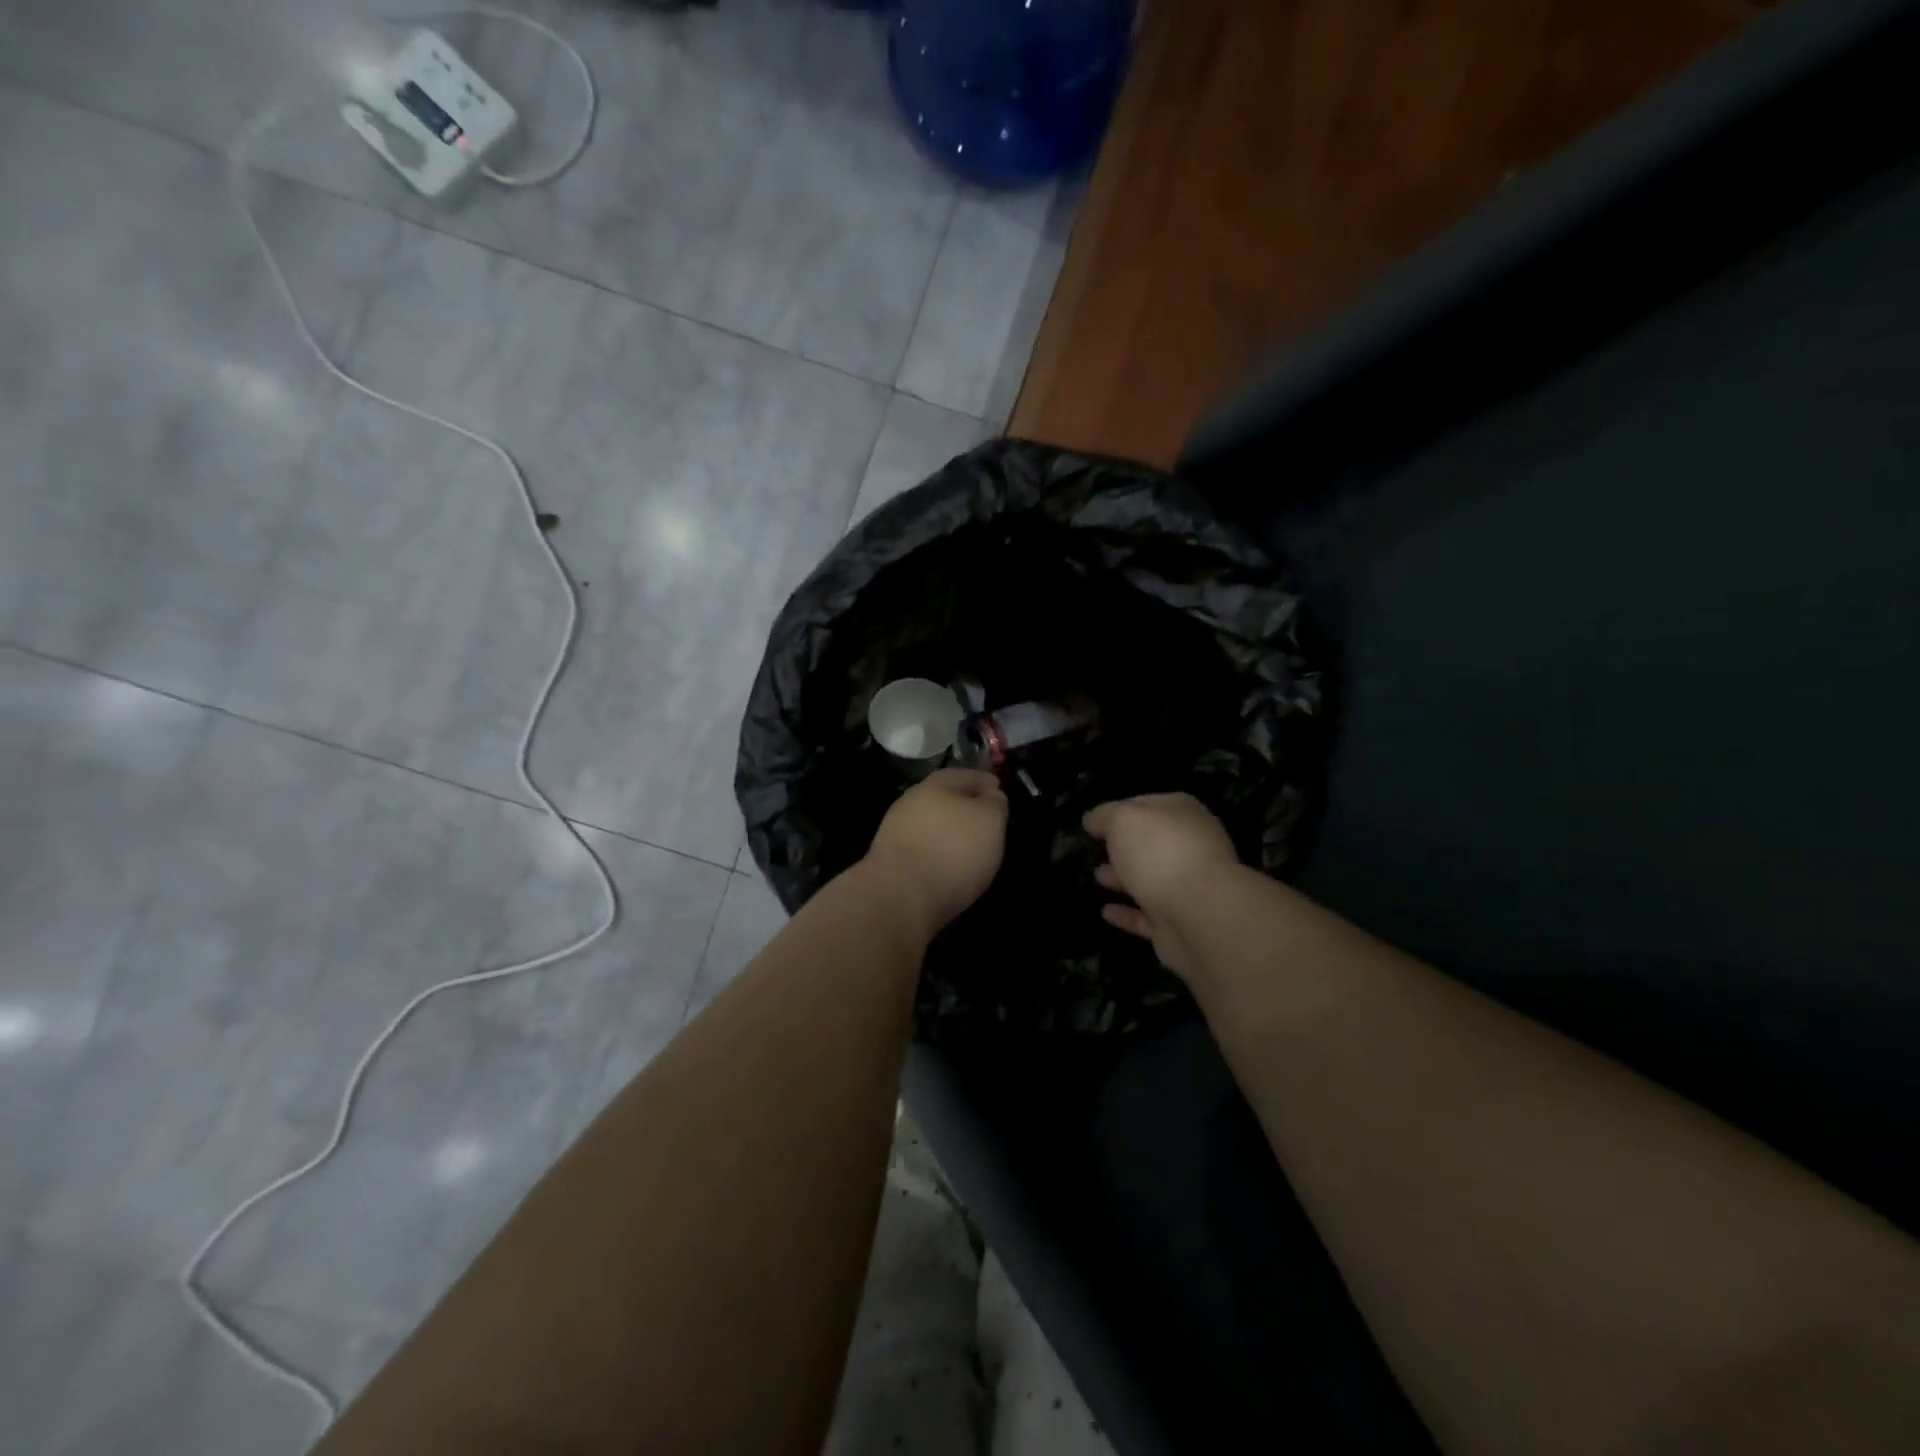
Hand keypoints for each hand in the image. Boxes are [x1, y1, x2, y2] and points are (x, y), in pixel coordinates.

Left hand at [863, 768, 1009, 937]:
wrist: (900, 896)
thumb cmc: (952, 851)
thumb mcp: (990, 821)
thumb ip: (994, 804)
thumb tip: (991, 795)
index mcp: (936, 785)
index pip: (964, 775)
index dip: (984, 782)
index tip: (998, 791)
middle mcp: (911, 802)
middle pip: (943, 799)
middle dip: (964, 807)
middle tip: (985, 822)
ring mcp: (895, 832)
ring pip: (930, 825)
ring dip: (948, 832)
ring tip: (969, 850)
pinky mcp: (889, 862)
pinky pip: (921, 850)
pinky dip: (936, 854)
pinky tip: (948, 868)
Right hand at [1084, 793, 1239, 980]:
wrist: (1200, 913)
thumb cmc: (1160, 852)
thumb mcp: (1122, 819)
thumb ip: (1104, 815)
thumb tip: (1093, 820)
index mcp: (1182, 813)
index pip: (1146, 804)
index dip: (1119, 811)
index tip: (1094, 822)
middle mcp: (1190, 846)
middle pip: (1151, 843)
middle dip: (1124, 846)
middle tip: (1096, 849)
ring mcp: (1188, 886)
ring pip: (1150, 878)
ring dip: (1124, 878)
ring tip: (1097, 876)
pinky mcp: (1180, 922)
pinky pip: (1148, 915)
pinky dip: (1127, 913)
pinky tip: (1105, 911)